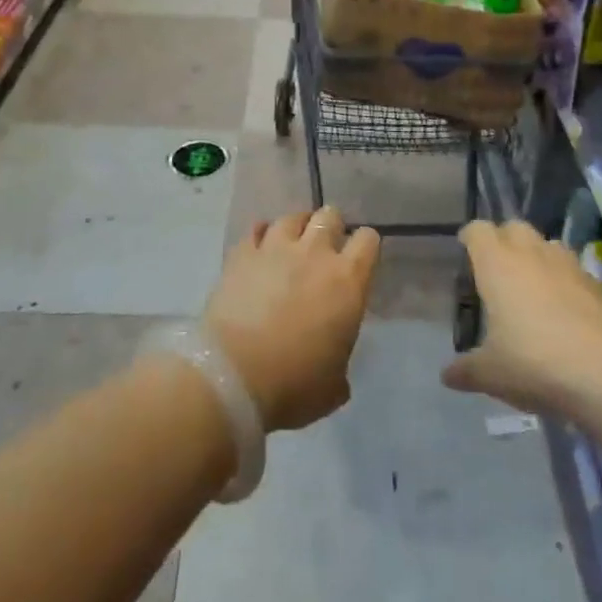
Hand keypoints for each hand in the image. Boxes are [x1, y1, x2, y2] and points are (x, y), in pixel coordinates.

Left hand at [204, 206, 379, 431]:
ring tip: (291, 244)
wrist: (232, 376)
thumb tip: (333, 359)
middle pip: (330, 216)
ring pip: (292, 217)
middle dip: (330, 228)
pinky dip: (261, 236)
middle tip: (324, 250)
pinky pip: (256, 229)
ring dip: (296, 228)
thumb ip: (340, 359)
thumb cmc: (293, 385)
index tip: (359, 261)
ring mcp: (276, 248)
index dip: (365, 247)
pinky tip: (259, 249)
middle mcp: (315, 253)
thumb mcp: (333, 386)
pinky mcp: (242, 254)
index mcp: (348, 281)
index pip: (368, 239)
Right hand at [442, 219, 601, 415]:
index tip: (465, 249)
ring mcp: (568, 264)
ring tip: (532, 287)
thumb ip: (466, 370)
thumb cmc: (535, 362)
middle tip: (497, 268)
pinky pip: (573, 270)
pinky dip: (564, 280)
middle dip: (504, 240)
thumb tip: (447, 375)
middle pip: (514, 227)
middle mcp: (531, 253)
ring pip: (547, 244)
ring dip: (536, 256)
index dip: (470, 237)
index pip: (478, 230)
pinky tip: (565, 310)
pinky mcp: (597, 283)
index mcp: (497, 264)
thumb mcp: (491, 374)